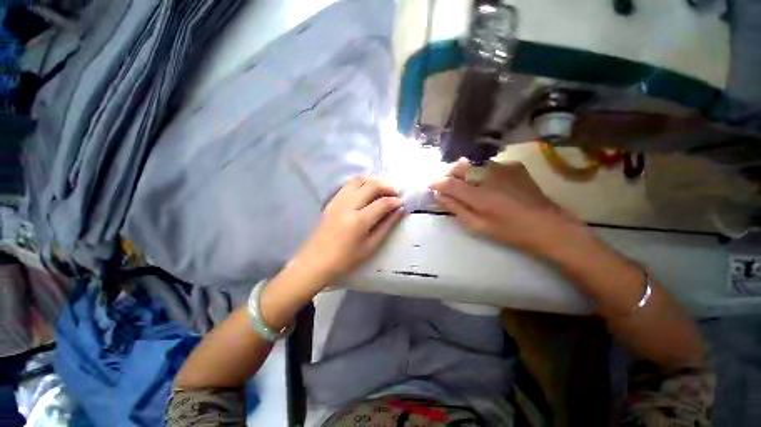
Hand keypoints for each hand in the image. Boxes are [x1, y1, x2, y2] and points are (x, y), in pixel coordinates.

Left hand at [292, 176, 403, 282]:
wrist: (315, 262)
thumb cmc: (345, 260)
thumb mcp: (370, 247)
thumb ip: (386, 226)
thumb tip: (399, 211)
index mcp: (358, 221)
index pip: (382, 203)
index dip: (395, 201)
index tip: (402, 202)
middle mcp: (348, 206)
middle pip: (370, 185)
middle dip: (387, 185)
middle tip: (396, 191)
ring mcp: (337, 201)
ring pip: (358, 180)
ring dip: (373, 180)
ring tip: (383, 186)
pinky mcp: (331, 201)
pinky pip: (347, 185)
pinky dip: (361, 182)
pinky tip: (366, 189)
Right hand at [429, 159, 580, 254]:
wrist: (548, 226)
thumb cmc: (510, 232)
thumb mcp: (478, 226)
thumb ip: (456, 209)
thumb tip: (439, 195)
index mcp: (480, 196)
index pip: (450, 183)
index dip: (437, 182)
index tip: (430, 185)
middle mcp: (490, 176)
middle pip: (460, 167)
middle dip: (450, 174)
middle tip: (449, 185)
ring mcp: (504, 168)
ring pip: (474, 164)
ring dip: (465, 172)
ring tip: (469, 185)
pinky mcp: (514, 166)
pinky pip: (489, 165)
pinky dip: (482, 172)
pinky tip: (489, 184)